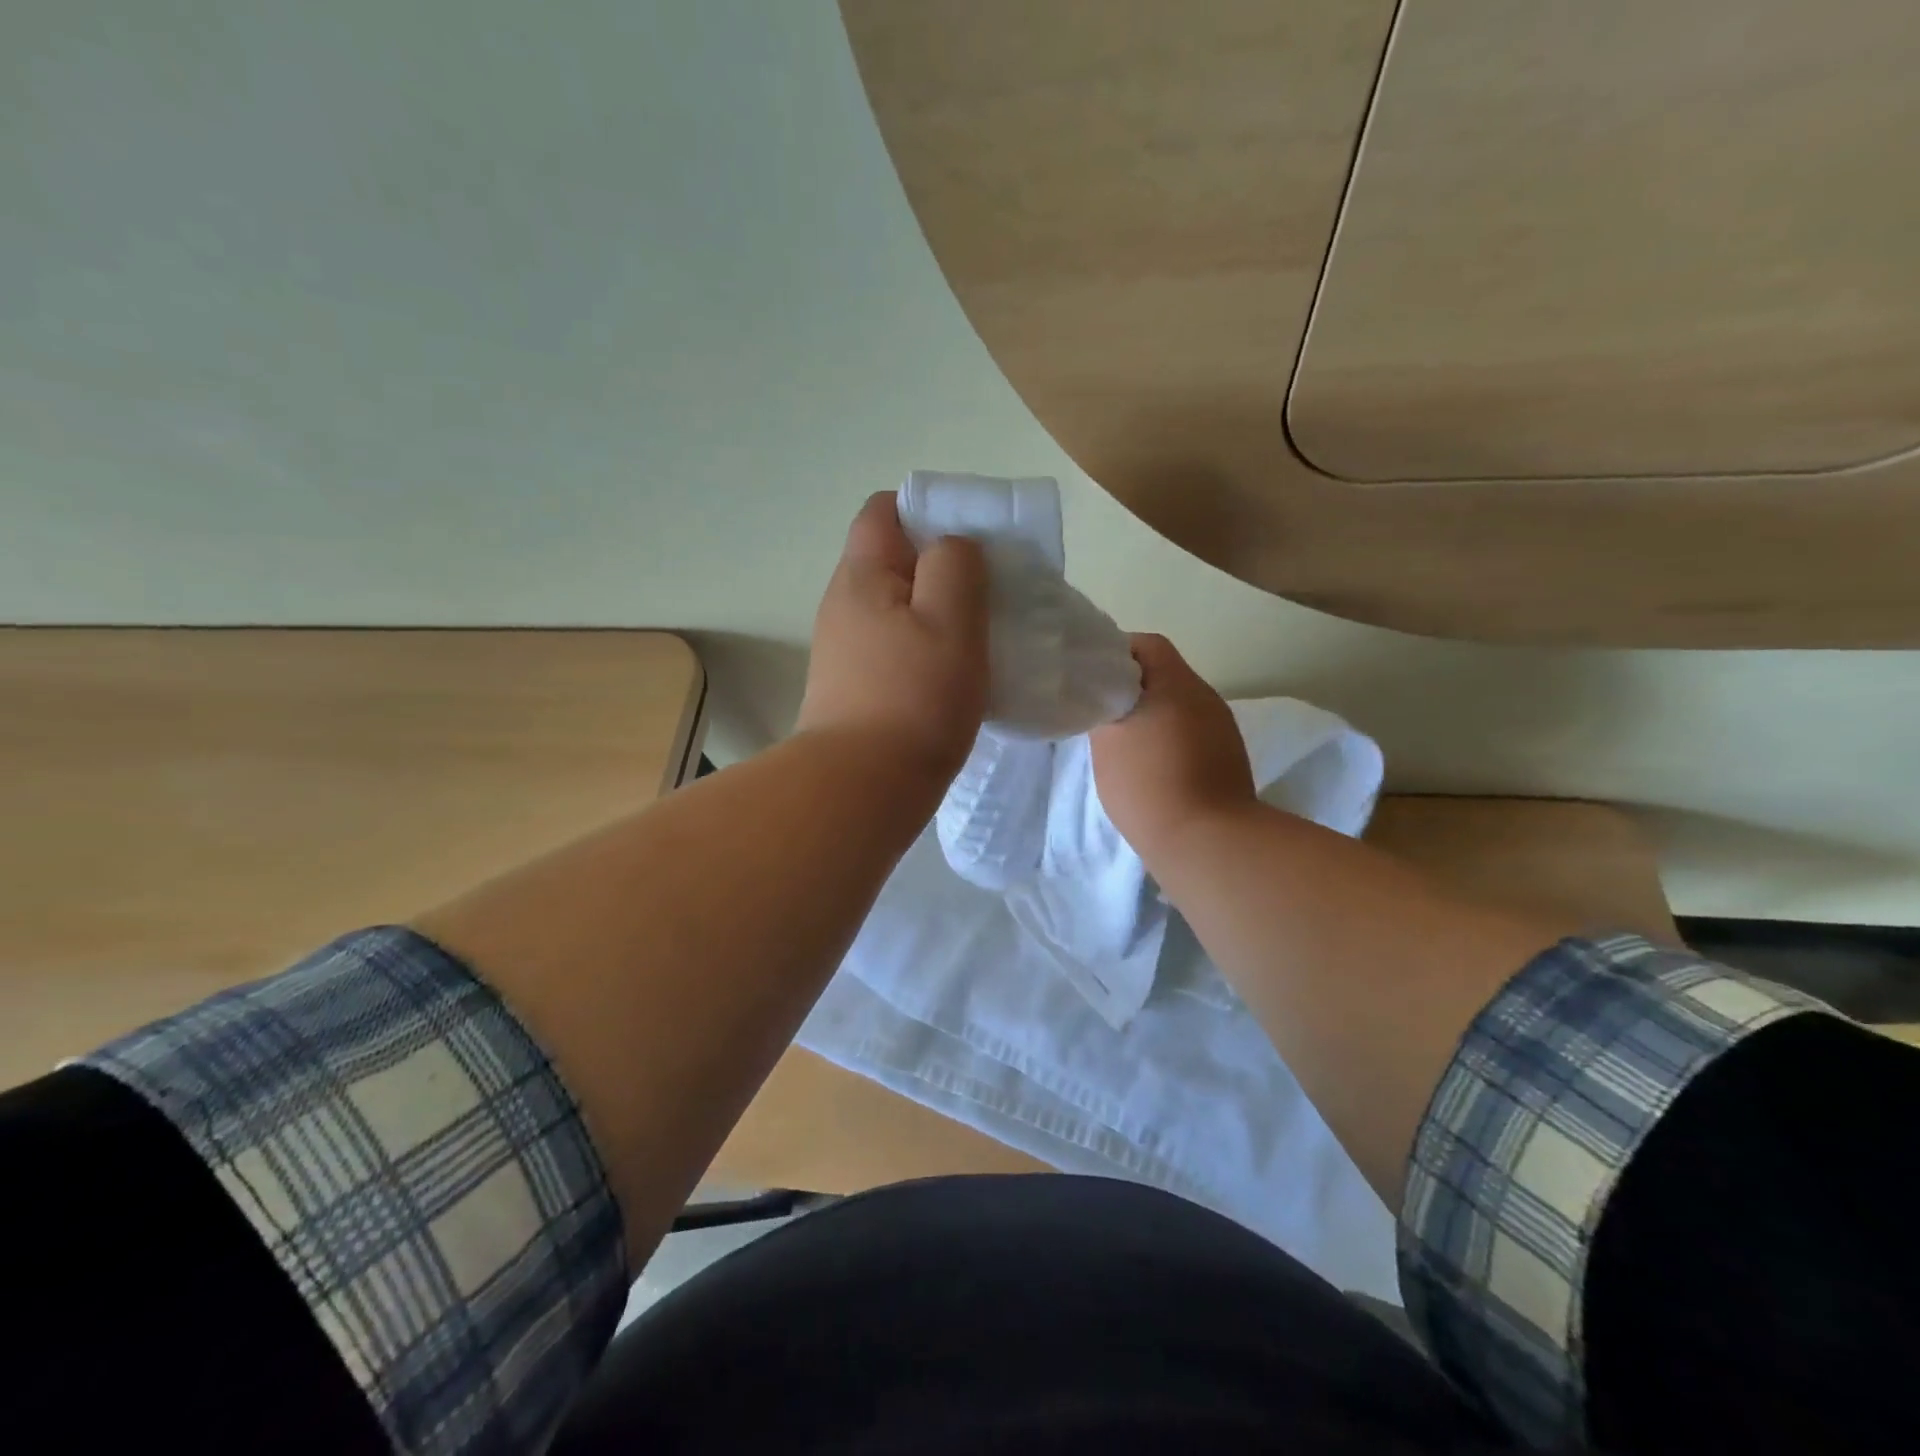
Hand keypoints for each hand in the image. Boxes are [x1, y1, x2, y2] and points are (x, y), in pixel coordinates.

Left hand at [795, 492, 988, 782]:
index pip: (884, 511)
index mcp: (861, 576)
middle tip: (987, 594)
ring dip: (935, 614)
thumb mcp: (951, 619)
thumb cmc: (914, 698)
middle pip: (892, 561)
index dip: (928, 512)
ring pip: (896, 609)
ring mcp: (843, 649)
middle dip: (940, 567)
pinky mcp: (851, 687)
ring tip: (976, 638)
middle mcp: (842, 605)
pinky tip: (950, 676)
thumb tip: (952, 547)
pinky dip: (922, 649)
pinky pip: (892, 648)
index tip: (972, 543)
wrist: (861, 788)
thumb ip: (956, 564)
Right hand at [1091, 634, 1255, 867]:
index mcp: (1177, 683)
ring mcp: (1222, 729)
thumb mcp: (1107, 742)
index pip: (1146, 645)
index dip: (1117, 654)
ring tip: (1126, 744)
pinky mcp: (1228, 758)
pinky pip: (1193, 733)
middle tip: (1103, 712)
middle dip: (1133, 689)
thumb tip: (1107, 698)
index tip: (1093, 679)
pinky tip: (1153, 767)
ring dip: (1153, 716)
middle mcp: (1206, 697)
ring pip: (1179, 706)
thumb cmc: (1147, 784)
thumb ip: (1104, 708)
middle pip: (1165, 675)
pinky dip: (1171, 740)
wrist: (1205, 841)